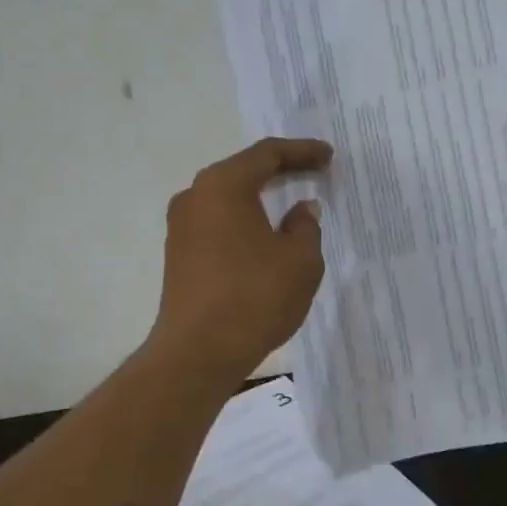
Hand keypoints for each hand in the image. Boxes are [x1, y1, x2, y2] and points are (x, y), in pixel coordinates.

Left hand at [146, 137, 332, 384]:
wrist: (198, 353)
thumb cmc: (255, 297)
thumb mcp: (300, 260)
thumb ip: (306, 226)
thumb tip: (301, 210)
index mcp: (223, 186)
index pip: (267, 155)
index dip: (302, 152)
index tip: (328, 157)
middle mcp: (194, 197)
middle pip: (242, 172)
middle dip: (280, 171)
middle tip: (313, 173)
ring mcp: (181, 227)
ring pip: (227, 200)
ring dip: (259, 199)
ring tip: (291, 204)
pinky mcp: (178, 255)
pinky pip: (217, 224)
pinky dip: (243, 222)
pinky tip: (264, 236)